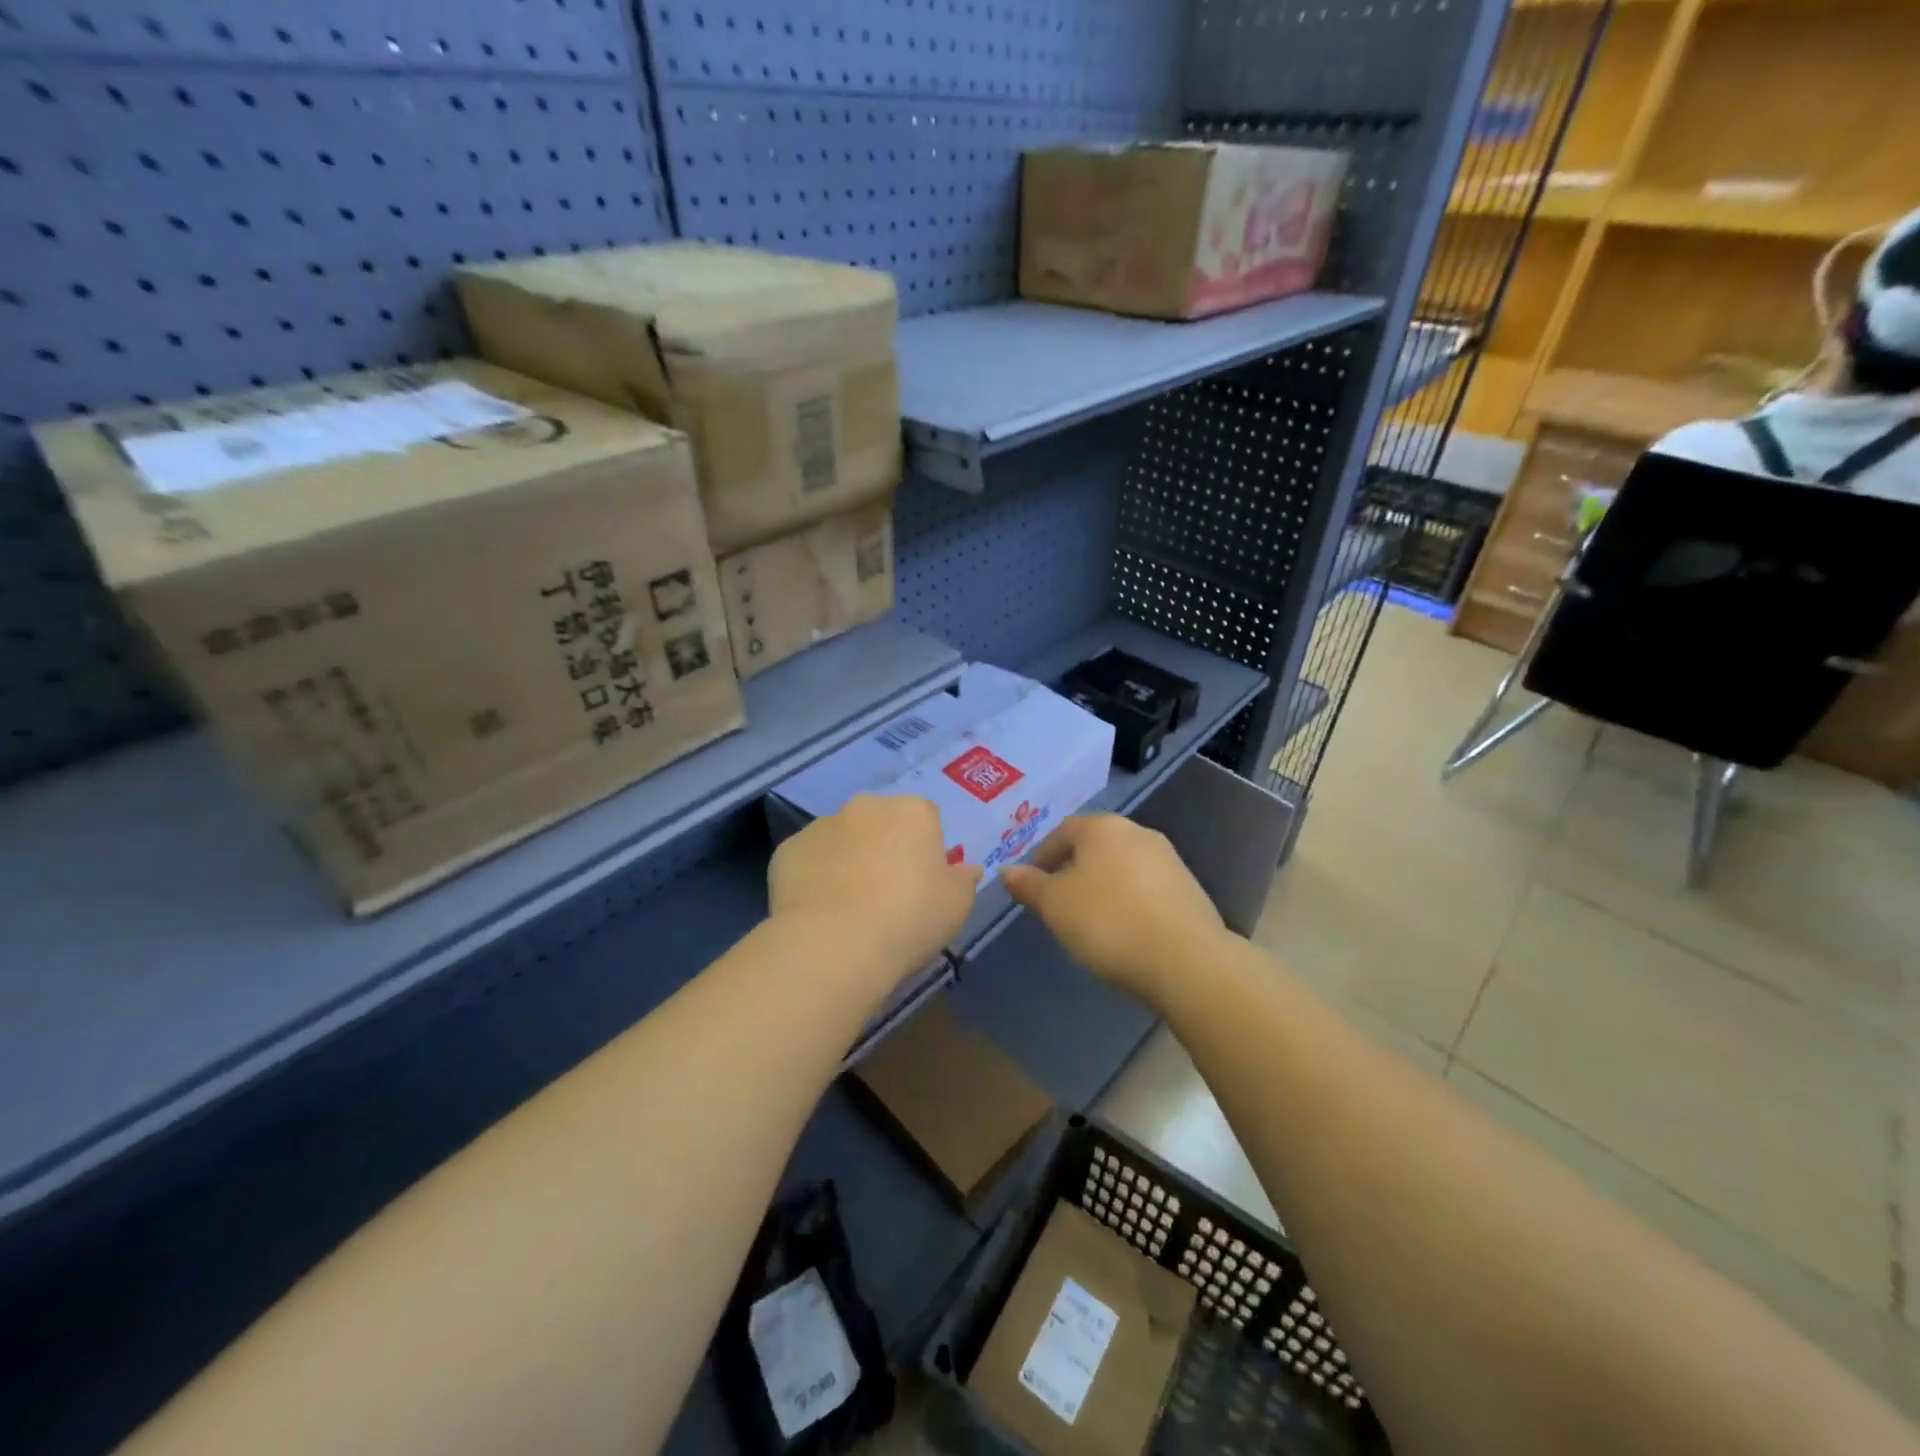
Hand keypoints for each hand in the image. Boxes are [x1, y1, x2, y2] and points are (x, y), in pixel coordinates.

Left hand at [768, 794, 981, 989]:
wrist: (834, 946)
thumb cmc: (909, 920)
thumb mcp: (957, 906)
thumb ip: (964, 879)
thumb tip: (967, 868)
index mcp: (912, 811)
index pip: (926, 819)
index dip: (925, 850)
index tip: (922, 884)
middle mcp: (866, 806)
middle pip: (881, 822)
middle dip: (884, 847)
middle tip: (887, 893)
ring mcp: (822, 825)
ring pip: (842, 838)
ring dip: (847, 859)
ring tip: (848, 907)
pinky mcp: (788, 849)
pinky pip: (809, 859)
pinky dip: (814, 877)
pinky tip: (818, 911)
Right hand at [1001, 815, 1225, 1001]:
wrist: (1186, 959)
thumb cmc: (1108, 922)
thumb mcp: (1054, 905)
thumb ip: (1029, 885)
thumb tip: (1007, 871)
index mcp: (1102, 827)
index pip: (1062, 832)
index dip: (1042, 858)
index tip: (1033, 887)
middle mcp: (1137, 832)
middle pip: (1094, 847)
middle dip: (1073, 871)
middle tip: (1058, 905)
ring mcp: (1168, 859)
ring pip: (1120, 867)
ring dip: (1102, 887)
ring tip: (1090, 922)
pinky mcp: (1188, 888)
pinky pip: (1145, 888)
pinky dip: (1128, 902)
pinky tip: (1124, 930)